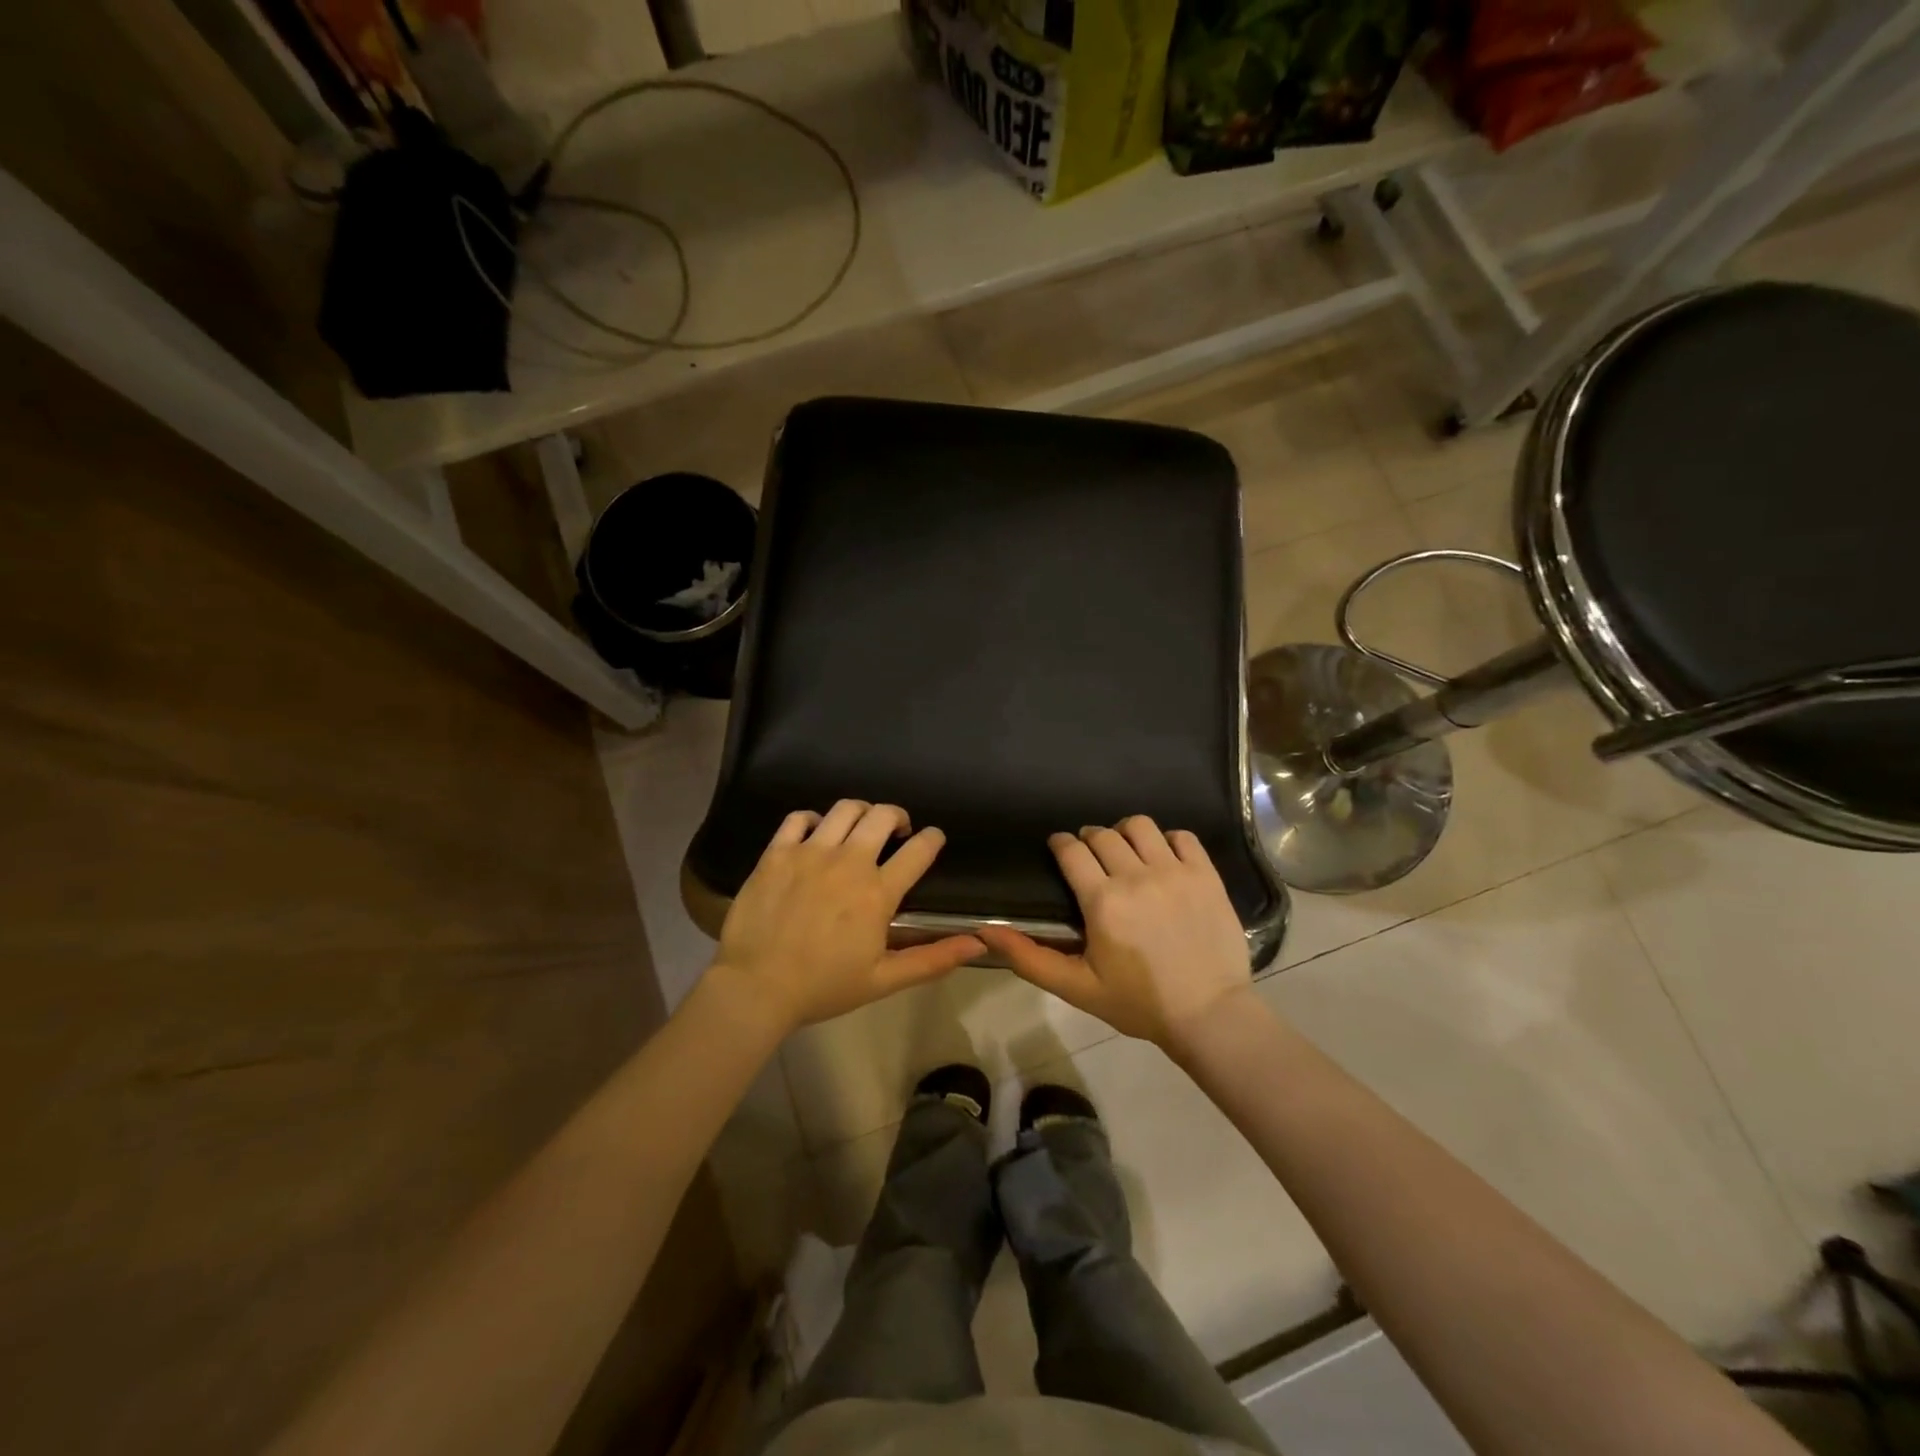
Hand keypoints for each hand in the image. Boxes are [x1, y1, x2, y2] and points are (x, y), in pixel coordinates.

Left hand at [712, 799, 983, 1030]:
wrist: (756, 987)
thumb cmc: (824, 987)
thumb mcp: (884, 980)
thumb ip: (933, 959)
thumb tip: (978, 942)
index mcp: (878, 892)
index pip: (919, 850)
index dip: (932, 839)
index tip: (933, 839)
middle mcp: (848, 862)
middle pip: (883, 815)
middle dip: (898, 817)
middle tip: (897, 831)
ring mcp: (810, 852)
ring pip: (845, 809)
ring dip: (861, 812)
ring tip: (860, 827)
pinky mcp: (777, 852)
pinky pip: (799, 817)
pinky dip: (813, 819)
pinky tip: (816, 833)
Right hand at [977, 816, 1251, 1052]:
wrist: (1209, 1015)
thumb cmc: (1138, 1003)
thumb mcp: (1076, 987)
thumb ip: (1029, 957)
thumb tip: (985, 931)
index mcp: (1102, 901)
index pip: (1072, 850)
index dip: (1061, 843)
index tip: (1059, 848)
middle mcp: (1137, 876)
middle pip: (1103, 834)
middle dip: (1089, 839)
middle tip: (1091, 858)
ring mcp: (1175, 872)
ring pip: (1141, 826)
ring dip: (1126, 832)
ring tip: (1126, 851)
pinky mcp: (1206, 876)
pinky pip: (1183, 836)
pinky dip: (1168, 840)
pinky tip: (1163, 859)